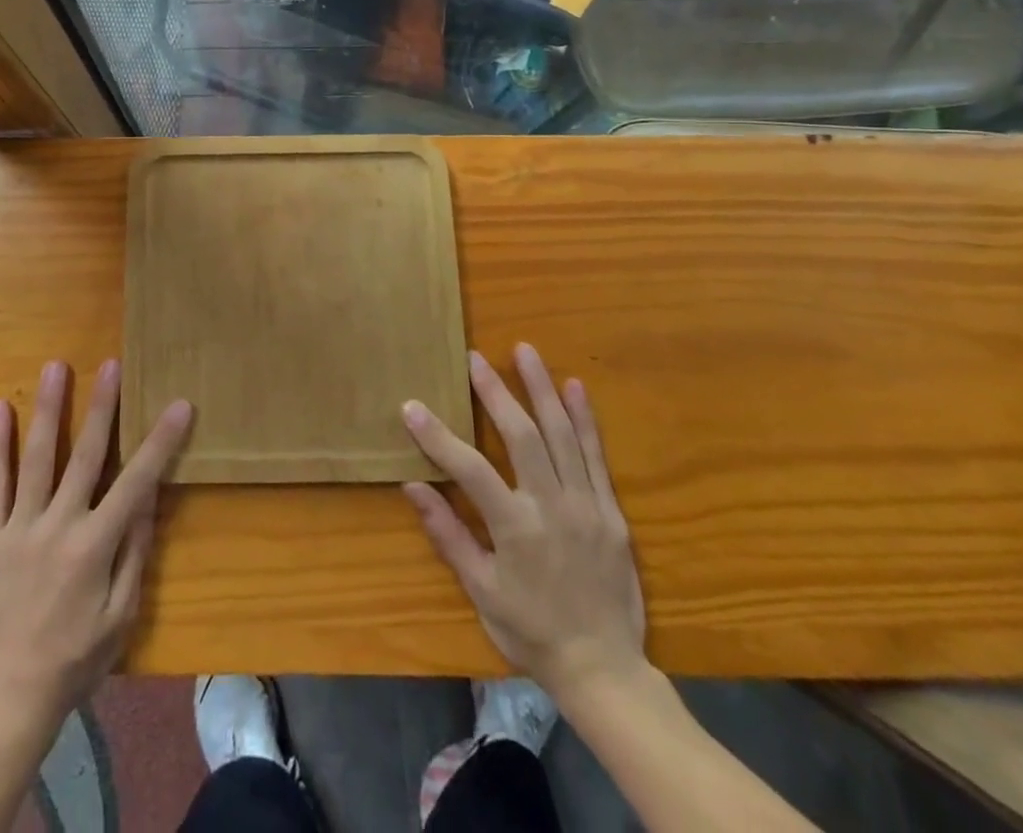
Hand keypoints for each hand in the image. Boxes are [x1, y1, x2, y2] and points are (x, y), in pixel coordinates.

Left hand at [0, 358, 191, 732]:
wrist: (7, 699)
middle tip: (112, 364)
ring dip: (50, 410)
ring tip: (56, 367)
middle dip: (103, 407)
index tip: (179, 405)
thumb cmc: (75, 660)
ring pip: (38, 459)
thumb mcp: (121, 615)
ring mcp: (20, 529)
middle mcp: (60, 527)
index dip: (160, 441)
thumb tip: (148, 498)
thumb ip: (135, 552)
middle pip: (86, 455)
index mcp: (96, 546)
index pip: (137, 481)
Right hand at [402, 344, 646, 703]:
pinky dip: (585, 419)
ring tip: (525, 351)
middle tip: (475, 358)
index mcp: (515, 528)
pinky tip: (573, 387)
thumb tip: (413, 487)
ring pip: (562, 435)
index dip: (438, 435)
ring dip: (541, 389)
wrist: (605, 670)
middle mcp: (552, 506)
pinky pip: (596, 456)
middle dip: (496, 392)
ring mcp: (586, 505)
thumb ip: (448, 535)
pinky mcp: (610, 511)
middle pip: (521, 435)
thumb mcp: (481, 591)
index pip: (468, 468)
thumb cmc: (532, 631)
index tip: (411, 406)